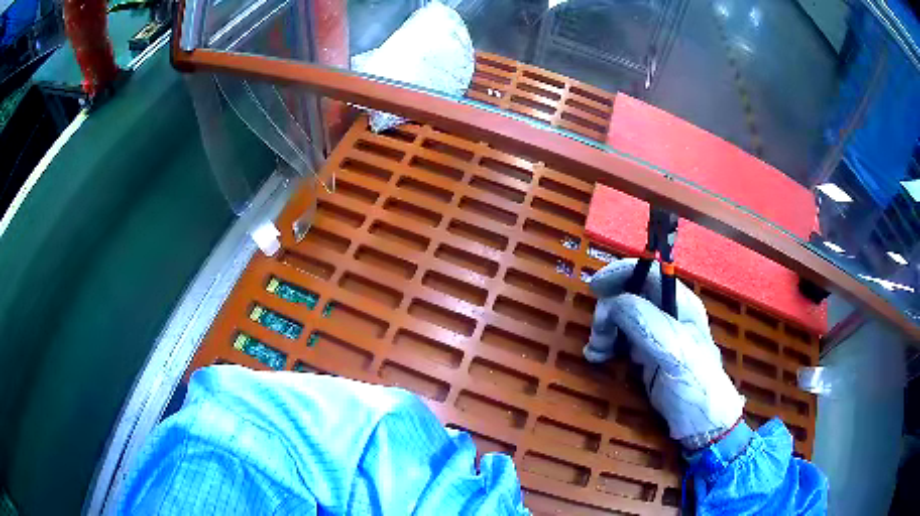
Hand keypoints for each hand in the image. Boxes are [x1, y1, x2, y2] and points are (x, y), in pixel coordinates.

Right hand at [583, 259, 743, 446]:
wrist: (700, 425)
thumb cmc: (696, 386)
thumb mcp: (675, 353)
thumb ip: (647, 324)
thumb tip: (613, 302)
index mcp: (681, 305)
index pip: (649, 273)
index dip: (621, 274)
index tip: (595, 288)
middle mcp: (667, 314)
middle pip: (629, 295)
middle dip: (609, 312)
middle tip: (598, 337)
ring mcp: (656, 335)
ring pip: (621, 318)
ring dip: (604, 330)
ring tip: (596, 353)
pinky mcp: (646, 355)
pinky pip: (619, 339)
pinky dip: (605, 345)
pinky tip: (598, 357)